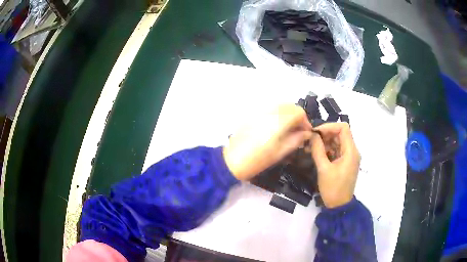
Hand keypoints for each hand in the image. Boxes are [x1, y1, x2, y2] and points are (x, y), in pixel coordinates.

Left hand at [223, 104, 312, 180]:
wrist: (231, 161)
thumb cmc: (257, 160)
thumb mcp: (279, 153)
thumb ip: (296, 140)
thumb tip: (307, 133)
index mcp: (278, 122)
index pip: (298, 112)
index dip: (305, 121)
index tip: (306, 133)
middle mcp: (270, 112)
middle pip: (290, 106)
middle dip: (298, 117)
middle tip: (299, 132)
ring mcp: (260, 112)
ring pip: (281, 107)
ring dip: (289, 115)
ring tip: (289, 131)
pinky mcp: (254, 115)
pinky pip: (271, 110)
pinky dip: (279, 115)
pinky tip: (277, 128)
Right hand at [309, 122, 359, 207]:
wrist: (339, 205)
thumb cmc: (333, 188)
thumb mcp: (323, 169)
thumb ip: (318, 150)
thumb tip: (312, 135)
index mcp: (350, 151)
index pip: (343, 128)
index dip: (329, 126)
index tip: (315, 133)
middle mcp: (352, 151)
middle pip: (340, 134)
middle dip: (324, 135)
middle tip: (310, 140)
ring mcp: (349, 157)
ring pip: (337, 141)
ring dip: (324, 142)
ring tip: (309, 147)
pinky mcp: (345, 162)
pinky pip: (336, 150)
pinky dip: (327, 150)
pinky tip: (315, 153)